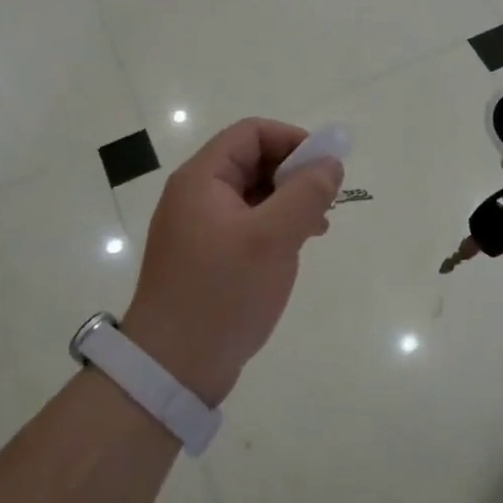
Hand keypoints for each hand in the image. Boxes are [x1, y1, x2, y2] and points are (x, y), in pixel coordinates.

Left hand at [121, 119, 342, 407]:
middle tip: (325, 201)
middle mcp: (196, 195)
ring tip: (317, 226)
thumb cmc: (222, 293)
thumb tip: (330, 163)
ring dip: (288, 201)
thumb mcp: (272, 238)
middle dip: (293, 173)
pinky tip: (295, 248)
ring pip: (252, 194)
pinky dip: (274, 226)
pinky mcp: (206, 257)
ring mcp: (198, 228)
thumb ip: (306, 194)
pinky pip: (246, 224)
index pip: (252, 133)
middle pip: (252, 160)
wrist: (172, 369)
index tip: (324, 167)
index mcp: (202, 179)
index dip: (292, 140)